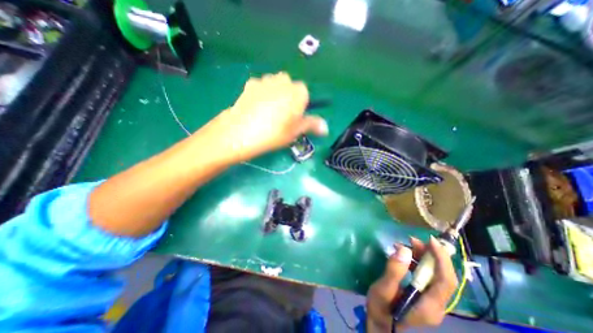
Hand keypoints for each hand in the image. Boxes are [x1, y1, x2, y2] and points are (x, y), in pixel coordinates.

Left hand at [202, 71, 325, 162]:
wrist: (241, 132)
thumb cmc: (274, 133)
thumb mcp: (295, 131)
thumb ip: (312, 125)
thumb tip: (326, 128)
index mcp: (298, 92)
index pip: (305, 94)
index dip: (301, 106)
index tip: (295, 118)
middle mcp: (284, 80)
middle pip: (291, 88)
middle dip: (289, 99)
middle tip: (282, 117)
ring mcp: (266, 80)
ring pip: (276, 86)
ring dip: (276, 95)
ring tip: (268, 113)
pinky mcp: (250, 83)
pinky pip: (262, 87)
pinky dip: (262, 95)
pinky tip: (256, 109)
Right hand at [367, 236, 456, 331]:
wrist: (380, 324)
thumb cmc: (380, 308)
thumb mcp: (383, 289)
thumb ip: (394, 271)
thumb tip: (404, 249)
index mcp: (430, 305)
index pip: (446, 280)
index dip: (441, 259)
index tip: (431, 241)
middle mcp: (436, 303)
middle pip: (442, 275)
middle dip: (430, 254)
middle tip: (412, 239)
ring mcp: (431, 299)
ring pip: (434, 273)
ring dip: (423, 256)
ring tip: (405, 244)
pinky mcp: (423, 294)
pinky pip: (426, 274)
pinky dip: (417, 261)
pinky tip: (403, 255)